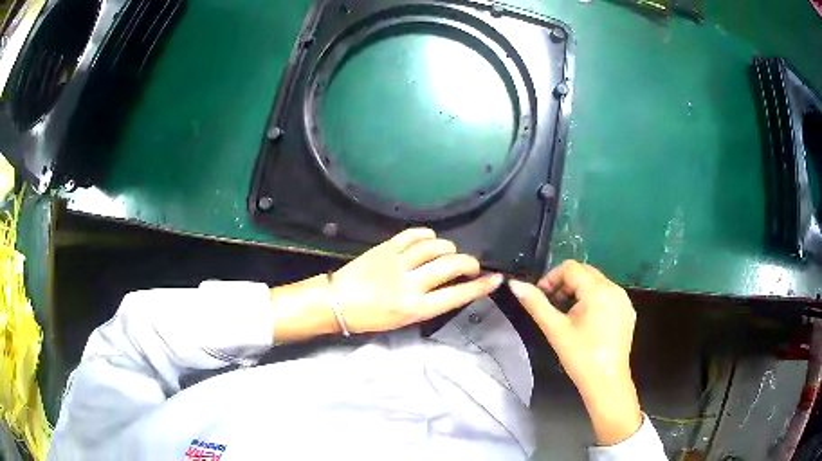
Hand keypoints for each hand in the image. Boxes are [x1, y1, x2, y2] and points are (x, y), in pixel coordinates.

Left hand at [330, 228, 502, 333]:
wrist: (337, 302)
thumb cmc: (371, 318)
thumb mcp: (404, 320)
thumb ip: (428, 303)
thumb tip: (451, 286)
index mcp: (416, 308)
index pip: (457, 295)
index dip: (480, 286)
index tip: (495, 278)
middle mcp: (410, 284)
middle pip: (450, 266)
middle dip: (468, 263)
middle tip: (471, 264)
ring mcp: (397, 263)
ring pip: (434, 247)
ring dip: (448, 247)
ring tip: (450, 252)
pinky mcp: (386, 248)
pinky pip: (413, 235)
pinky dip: (427, 234)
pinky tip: (431, 238)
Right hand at [508, 261, 641, 445]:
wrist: (607, 382)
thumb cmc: (580, 357)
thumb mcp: (555, 330)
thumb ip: (535, 304)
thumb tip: (514, 284)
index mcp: (598, 290)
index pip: (570, 267)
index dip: (551, 278)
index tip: (542, 297)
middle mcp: (615, 288)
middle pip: (585, 272)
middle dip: (565, 284)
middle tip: (553, 305)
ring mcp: (624, 300)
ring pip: (597, 282)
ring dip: (579, 291)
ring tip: (568, 315)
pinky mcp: (628, 311)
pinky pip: (608, 295)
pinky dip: (594, 300)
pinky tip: (587, 323)